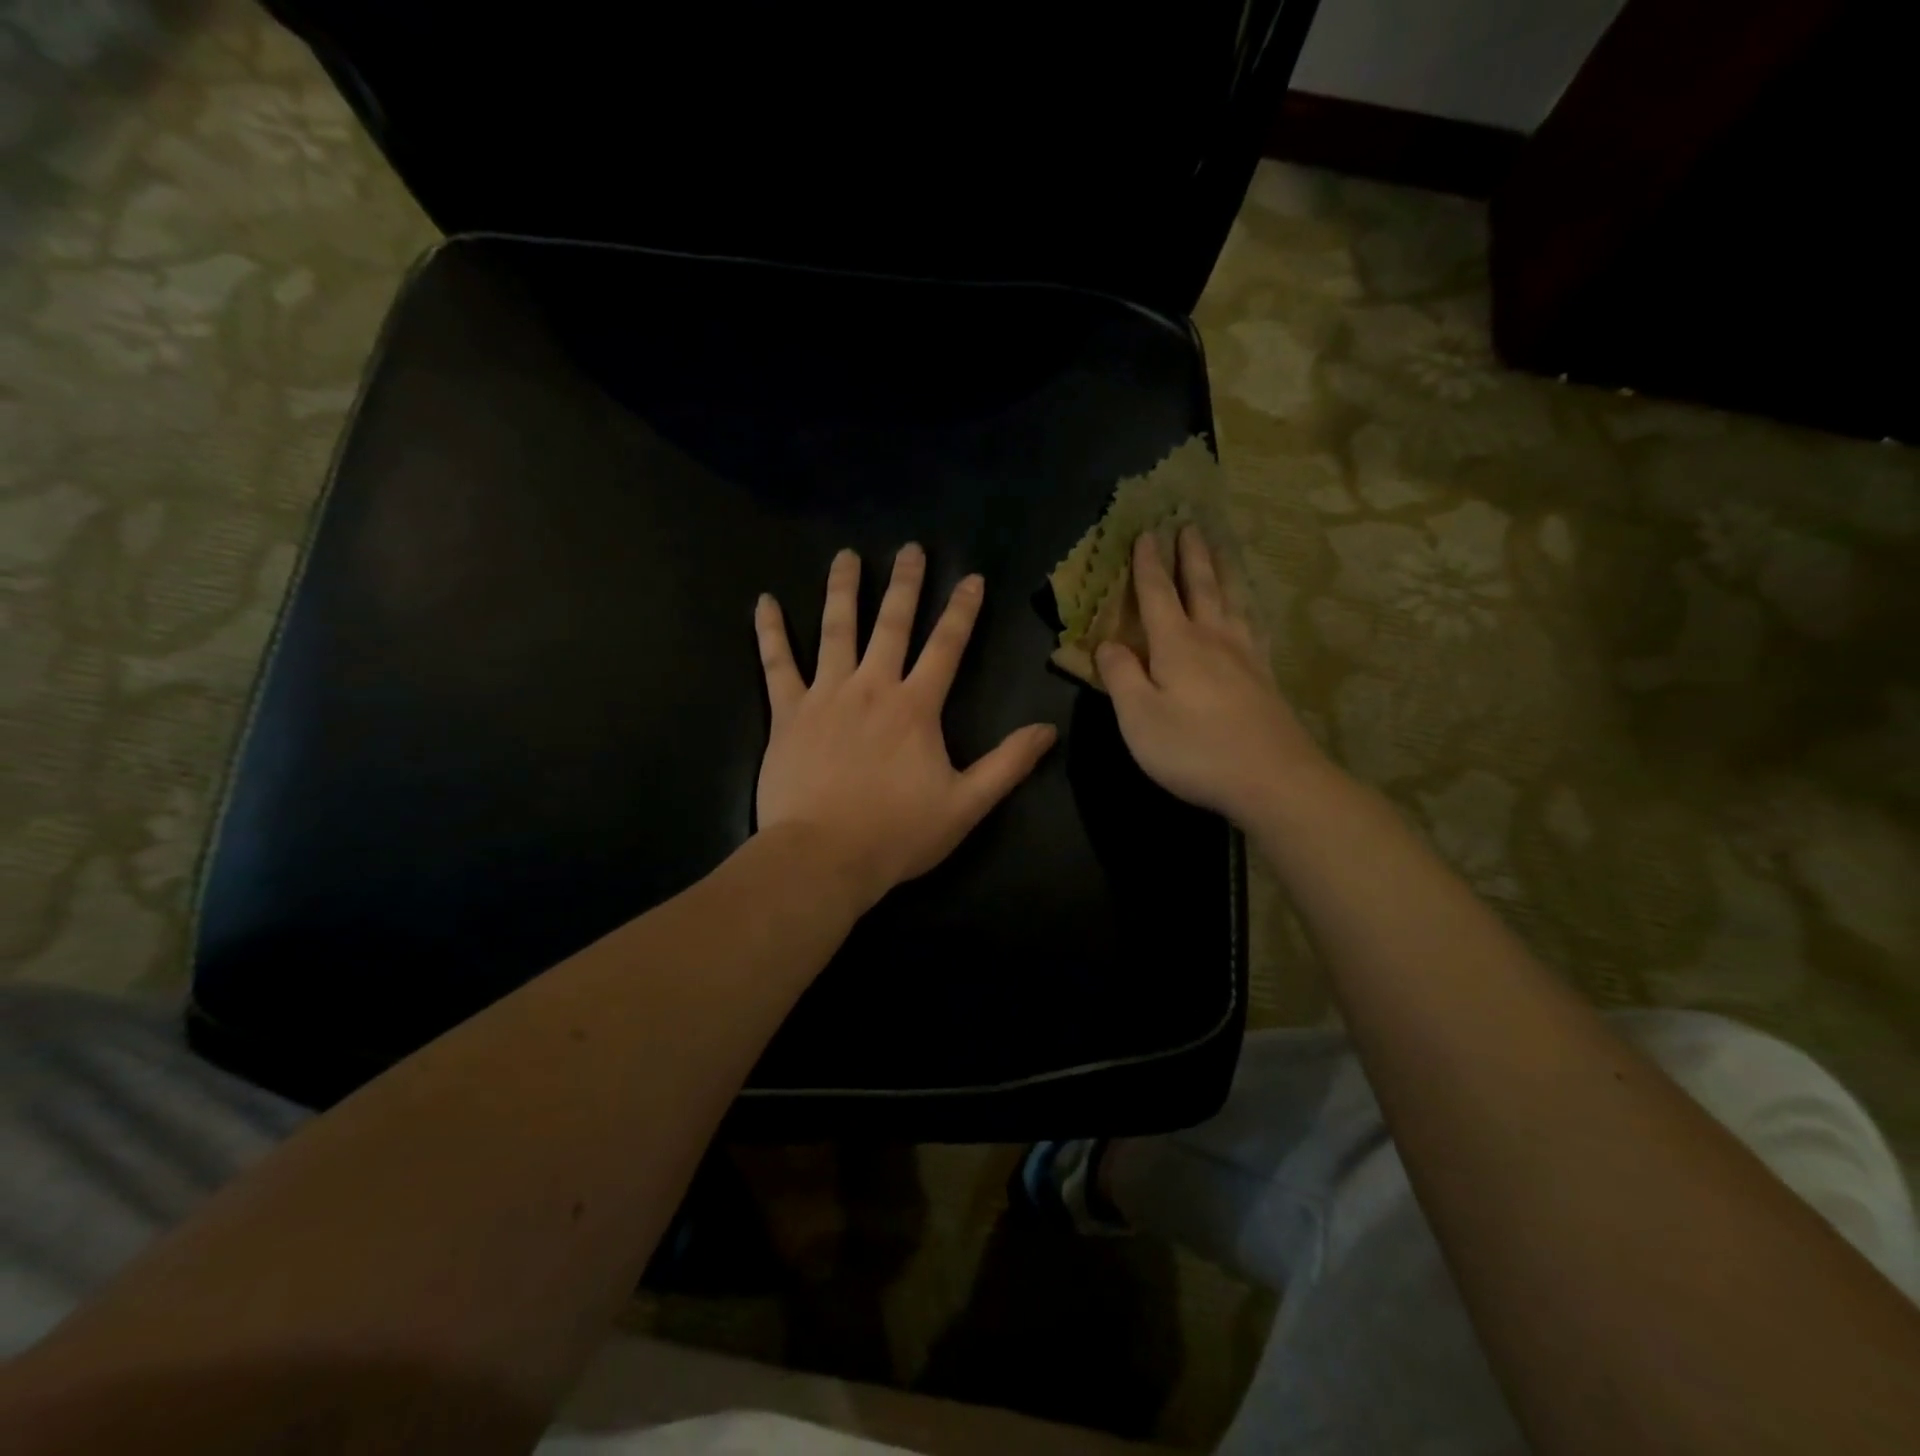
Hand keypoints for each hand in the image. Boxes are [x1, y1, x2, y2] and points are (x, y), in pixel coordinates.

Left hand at [755, 544, 1057, 906]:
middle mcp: (871, 687)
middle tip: (910, 549)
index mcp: (915, 707)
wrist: (823, 857)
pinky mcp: (787, 713)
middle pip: (891, 624)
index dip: (961, 610)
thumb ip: (1007, 765)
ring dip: (843, 590)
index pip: (946, 646)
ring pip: (835, 630)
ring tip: (846, 556)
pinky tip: (764, 602)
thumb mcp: (966, 805)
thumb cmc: (897, 834)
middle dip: (904, 584)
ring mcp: (825, 695)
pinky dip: (770, 632)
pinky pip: (776, 664)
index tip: (971, 578)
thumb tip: (1047, 730)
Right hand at [1097, 527, 1330, 822]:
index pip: (1157, 594)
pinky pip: (1253, 626)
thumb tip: (1107, 644)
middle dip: (1191, 555)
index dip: (1148, 565)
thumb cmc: (1194, 749)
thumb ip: (1121, 677)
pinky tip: (1249, 612)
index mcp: (1177, 645)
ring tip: (1222, 549)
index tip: (1146, 533)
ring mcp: (1246, 656)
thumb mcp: (1139, 718)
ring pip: (1232, 600)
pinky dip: (1247, 607)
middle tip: (1189, 524)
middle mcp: (1213, 639)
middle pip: (1201, 586)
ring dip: (1223, 571)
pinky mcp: (1266, 677)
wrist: (1272, 779)